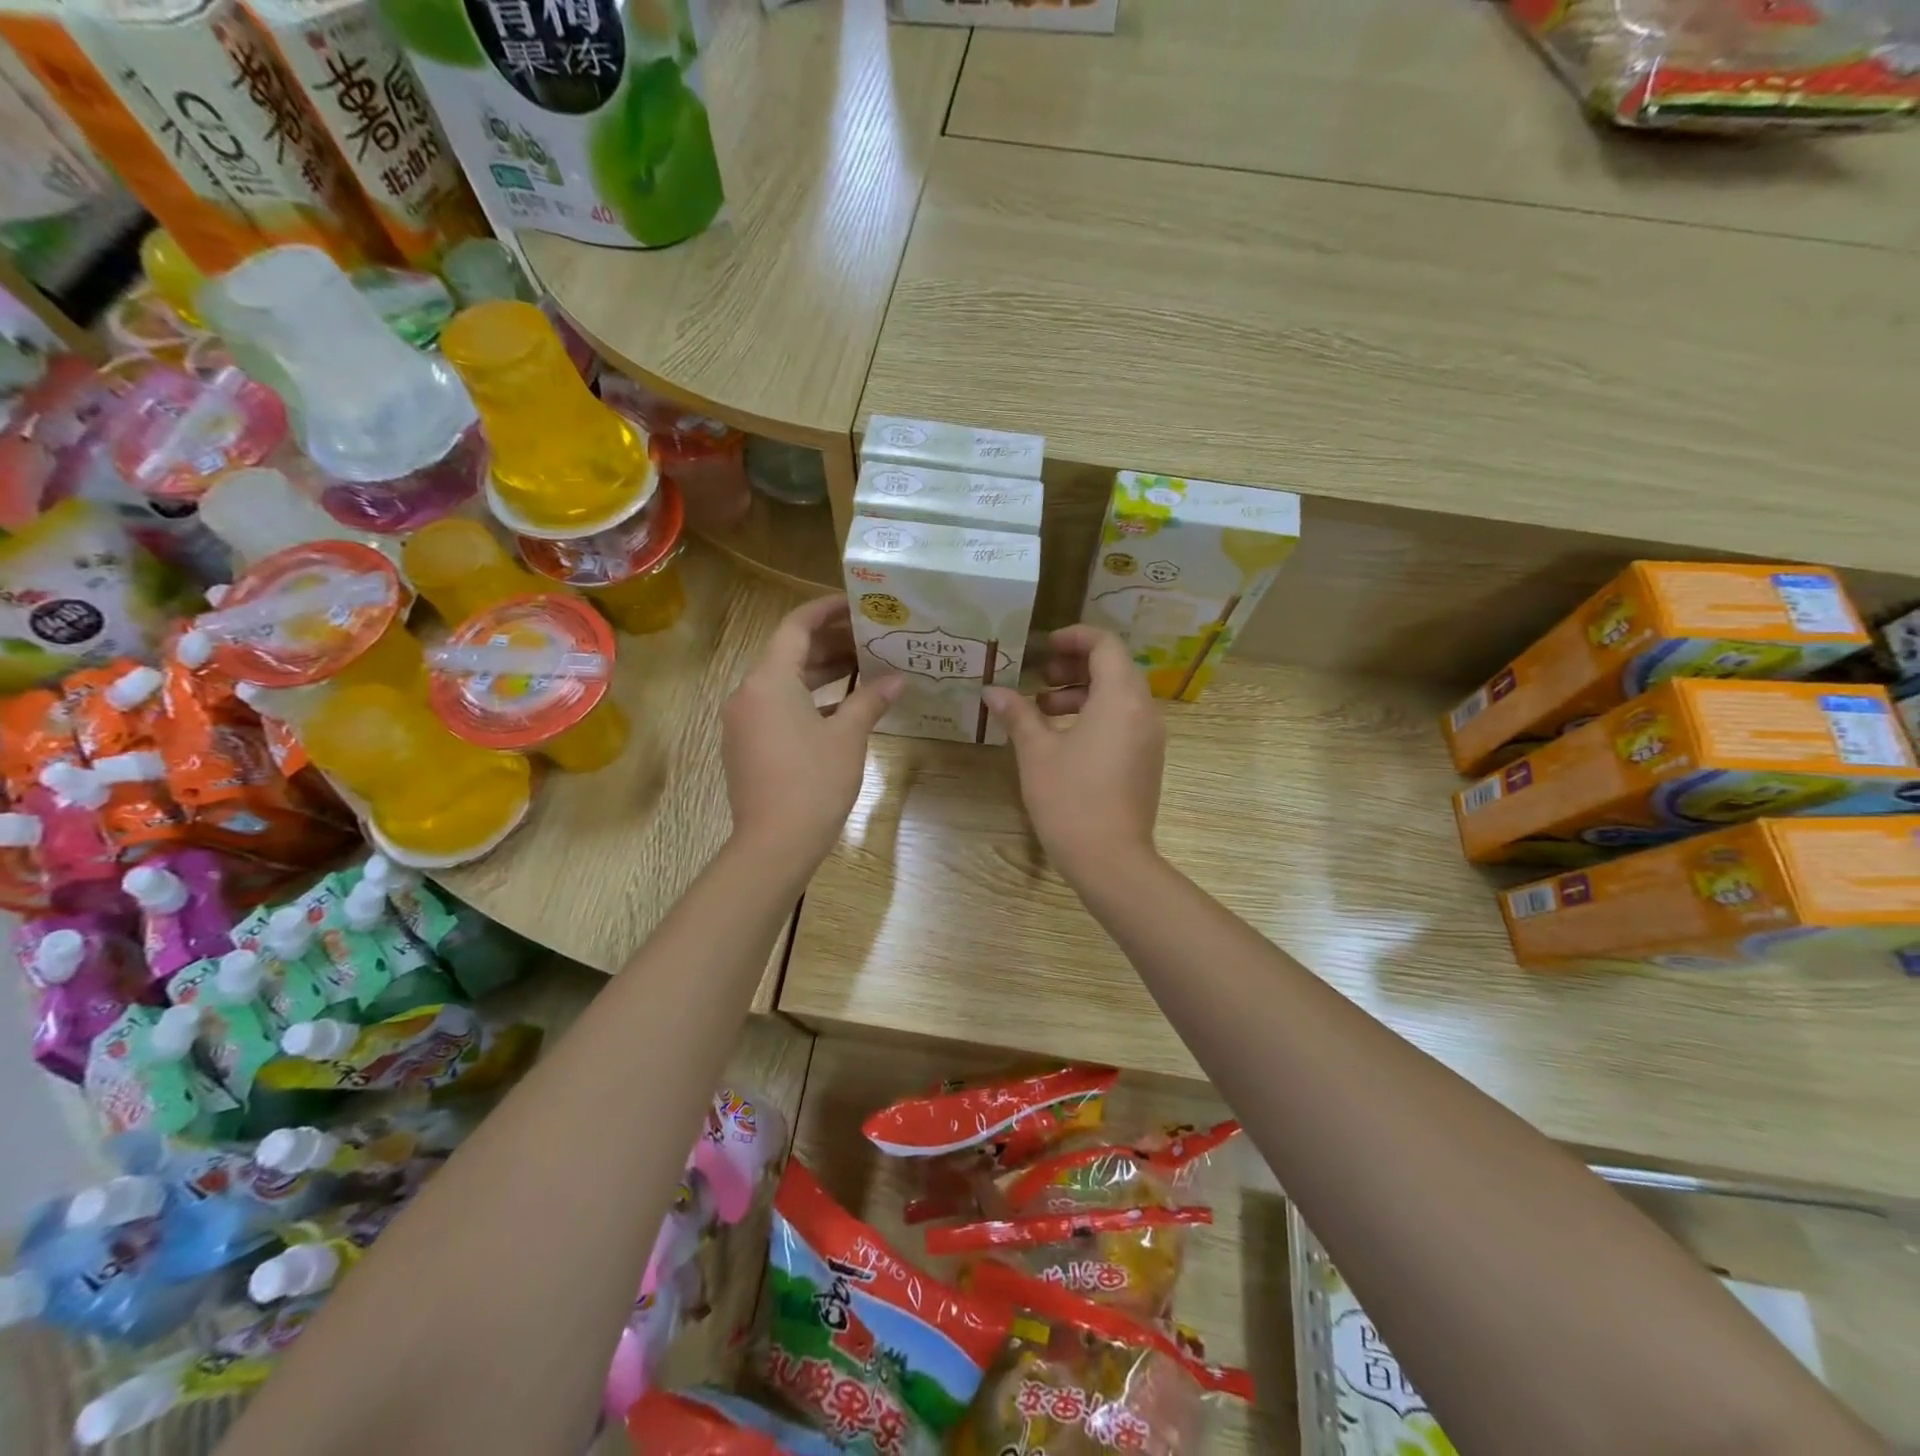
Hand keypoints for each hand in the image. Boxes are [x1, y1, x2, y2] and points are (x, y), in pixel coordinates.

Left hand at [722, 595, 901, 866]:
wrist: (774, 844)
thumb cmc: (813, 782)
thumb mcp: (848, 737)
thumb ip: (871, 700)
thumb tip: (898, 680)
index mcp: (768, 680)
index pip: (795, 627)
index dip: (825, 610)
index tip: (855, 603)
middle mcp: (747, 693)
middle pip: (789, 654)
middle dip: (829, 644)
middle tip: (869, 637)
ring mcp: (743, 722)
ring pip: (783, 684)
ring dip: (821, 674)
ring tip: (863, 667)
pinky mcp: (746, 746)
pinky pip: (777, 709)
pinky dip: (807, 702)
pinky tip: (841, 708)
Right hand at [983, 625, 1164, 880]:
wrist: (1110, 860)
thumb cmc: (1070, 799)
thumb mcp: (1036, 752)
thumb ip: (1017, 714)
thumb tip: (992, 691)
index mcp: (1120, 698)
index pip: (1105, 644)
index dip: (1074, 637)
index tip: (1043, 647)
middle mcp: (1143, 710)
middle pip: (1114, 668)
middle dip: (1074, 666)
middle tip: (1039, 676)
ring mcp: (1150, 738)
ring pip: (1119, 696)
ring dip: (1082, 692)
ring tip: (1043, 708)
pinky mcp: (1147, 761)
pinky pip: (1124, 721)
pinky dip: (1096, 715)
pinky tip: (1063, 737)